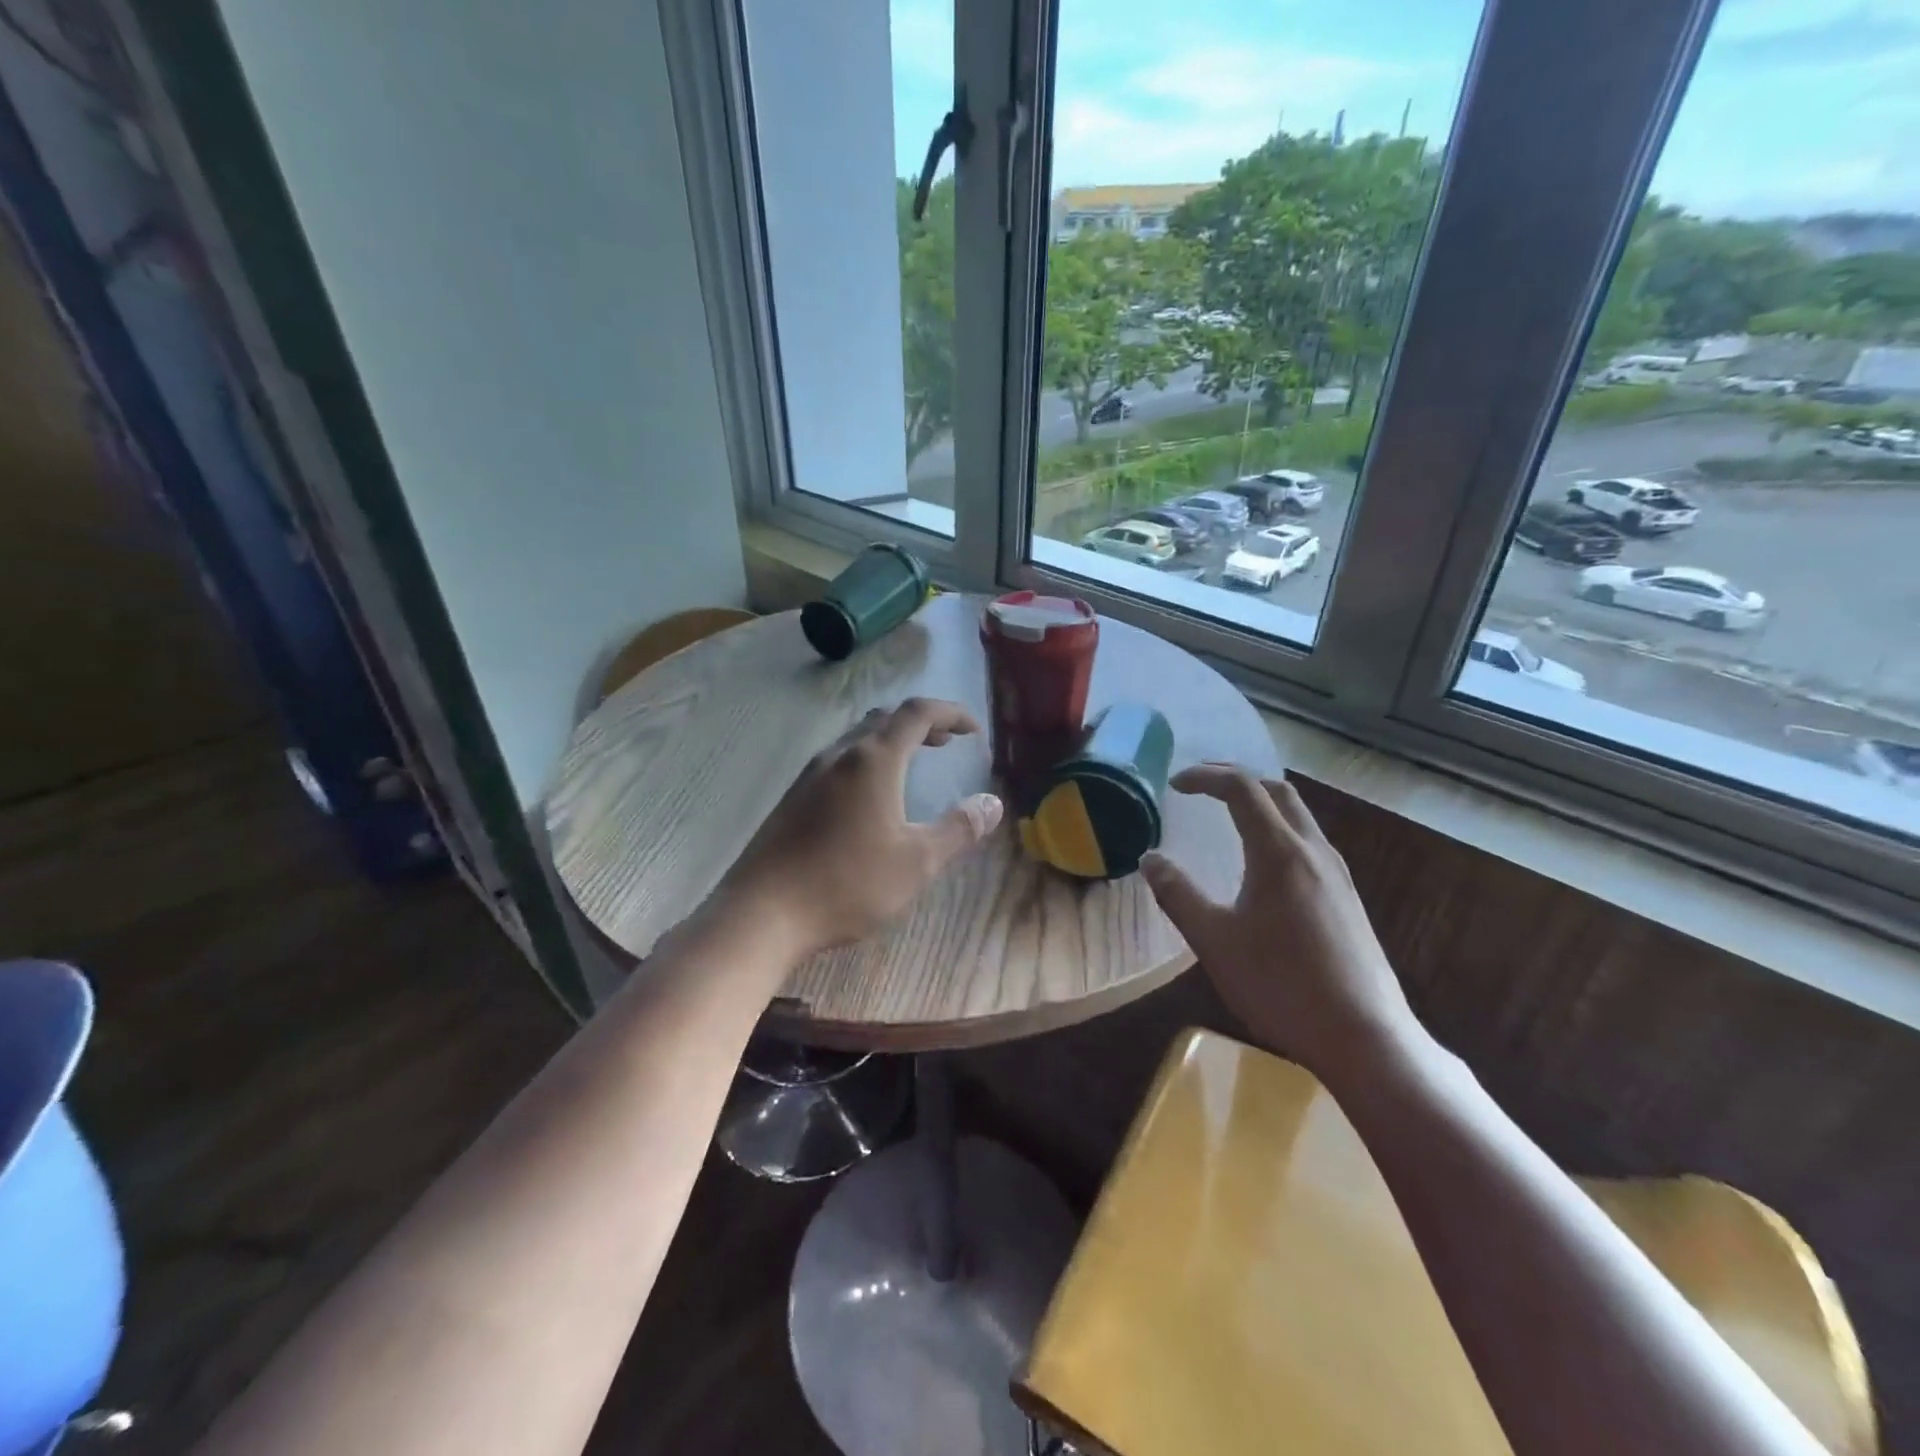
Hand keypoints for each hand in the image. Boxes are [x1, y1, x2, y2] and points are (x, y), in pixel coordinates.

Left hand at [714, 698, 1002, 957]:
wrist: (762, 913)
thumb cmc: (847, 884)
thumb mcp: (916, 863)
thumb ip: (958, 830)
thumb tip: (992, 803)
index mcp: (874, 760)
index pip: (918, 713)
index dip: (951, 713)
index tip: (974, 730)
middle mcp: (839, 756)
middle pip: (885, 719)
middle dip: (921, 724)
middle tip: (947, 743)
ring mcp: (810, 775)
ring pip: (857, 738)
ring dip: (891, 741)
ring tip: (913, 765)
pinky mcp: (792, 798)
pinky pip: (838, 760)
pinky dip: (866, 760)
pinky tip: (869, 797)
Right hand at [1140, 764, 1423, 1081]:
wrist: (1365, 1038)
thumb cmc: (1281, 986)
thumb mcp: (1214, 941)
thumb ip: (1178, 894)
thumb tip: (1150, 859)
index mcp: (1279, 853)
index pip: (1241, 789)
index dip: (1205, 777)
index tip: (1174, 785)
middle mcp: (1314, 851)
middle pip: (1276, 791)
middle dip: (1235, 778)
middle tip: (1200, 786)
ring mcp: (1338, 875)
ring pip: (1298, 816)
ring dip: (1260, 802)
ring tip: (1228, 816)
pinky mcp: (1348, 899)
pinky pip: (1309, 842)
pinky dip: (1278, 829)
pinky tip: (1264, 864)